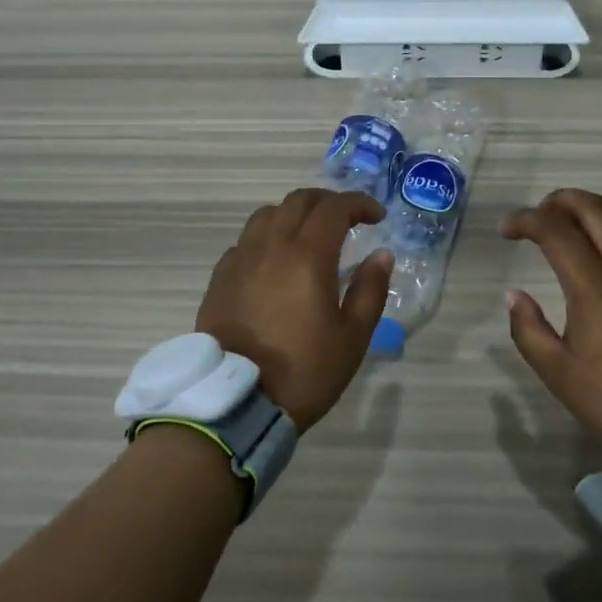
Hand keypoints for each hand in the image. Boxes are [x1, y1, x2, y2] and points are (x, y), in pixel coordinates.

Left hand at [196, 189, 393, 432]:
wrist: (236, 401)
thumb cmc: (304, 371)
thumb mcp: (352, 337)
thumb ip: (370, 290)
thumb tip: (382, 254)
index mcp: (307, 256)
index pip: (334, 208)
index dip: (359, 204)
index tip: (377, 217)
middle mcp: (271, 246)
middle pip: (299, 201)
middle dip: (328, 202)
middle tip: (348, 220)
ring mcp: (240, 259)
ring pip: (267, 214)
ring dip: (294, 214)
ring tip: (309, 235)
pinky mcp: (220, 277)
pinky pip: (246, 241)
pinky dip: (267, 238)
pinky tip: (275, 262)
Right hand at [502, 189, 601, 449]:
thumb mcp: (559, 372)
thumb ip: (528, 329)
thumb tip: (515, 296)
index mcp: (594, 283)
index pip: (554, 230)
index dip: (525, 220)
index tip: (506, 230)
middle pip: (593, 207)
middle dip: (559, 200)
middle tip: (537, 215)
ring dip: (589, 215)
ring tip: (569, 232)